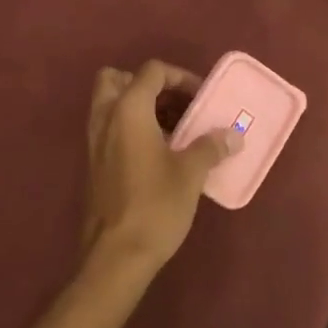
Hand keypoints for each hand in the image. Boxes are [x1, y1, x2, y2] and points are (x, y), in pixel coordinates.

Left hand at [83, 62, 239, 275]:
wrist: (116, 256)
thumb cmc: (154, 206)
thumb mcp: (190, 173)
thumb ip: (210, 146)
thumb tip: (233, 134)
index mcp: (127, 109)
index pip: (152, 71)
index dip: (180, 77)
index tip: (202, 98)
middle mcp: (105, 117)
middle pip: (118, 79)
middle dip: (148, 85)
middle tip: (175, 105)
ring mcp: (95, 141)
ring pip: (111, 104)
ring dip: (140, 106)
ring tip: (174, 129)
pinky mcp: (94, 163)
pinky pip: (111, 128)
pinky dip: (131, 127)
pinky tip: (159, 152)